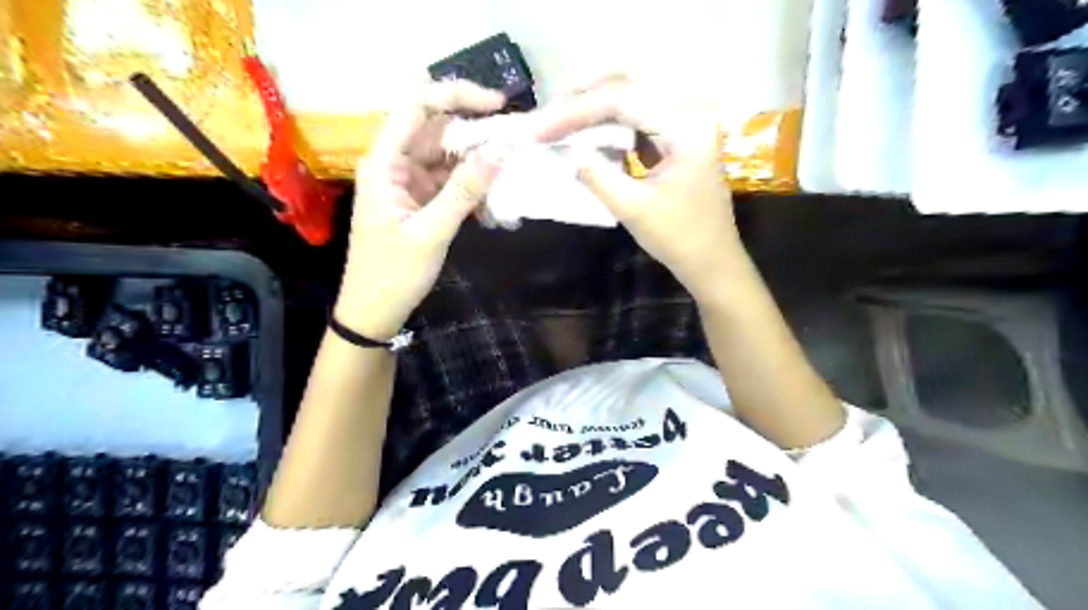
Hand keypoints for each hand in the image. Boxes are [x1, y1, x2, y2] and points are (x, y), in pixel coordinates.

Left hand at [337, 78, 509, 338]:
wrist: (374, 313)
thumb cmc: (394, 274)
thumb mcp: (432, 232)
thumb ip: (465, 190)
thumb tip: (502, 150)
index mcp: (384, 163)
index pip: (416, 106)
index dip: (457, 96)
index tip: (499, 105)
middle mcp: (394, 164)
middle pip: (437, 131)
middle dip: (476, 136)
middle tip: (515, 147)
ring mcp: (407, 183)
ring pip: (447, 158)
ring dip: (477, 167)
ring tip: (509, 180)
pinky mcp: (419, 201)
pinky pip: (449, 183)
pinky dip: (471, 190)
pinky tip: (491, 207)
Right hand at [535, 74, 738, 297]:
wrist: (711, 259)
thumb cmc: (678, 238)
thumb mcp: (632, 209)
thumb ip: (596, 175)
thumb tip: (566, 150)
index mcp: (686, 126)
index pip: (623, 101)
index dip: (576, 112)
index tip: (541, 129)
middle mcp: (690, 111)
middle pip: (628, 85)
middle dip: (582, 97)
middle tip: (546, 115)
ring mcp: (685, 120)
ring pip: (631, 96)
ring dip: (593, 106)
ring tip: (558, 119)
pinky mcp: (677, 133)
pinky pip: (637, 116)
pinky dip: (608, 121)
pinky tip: (585, 131)